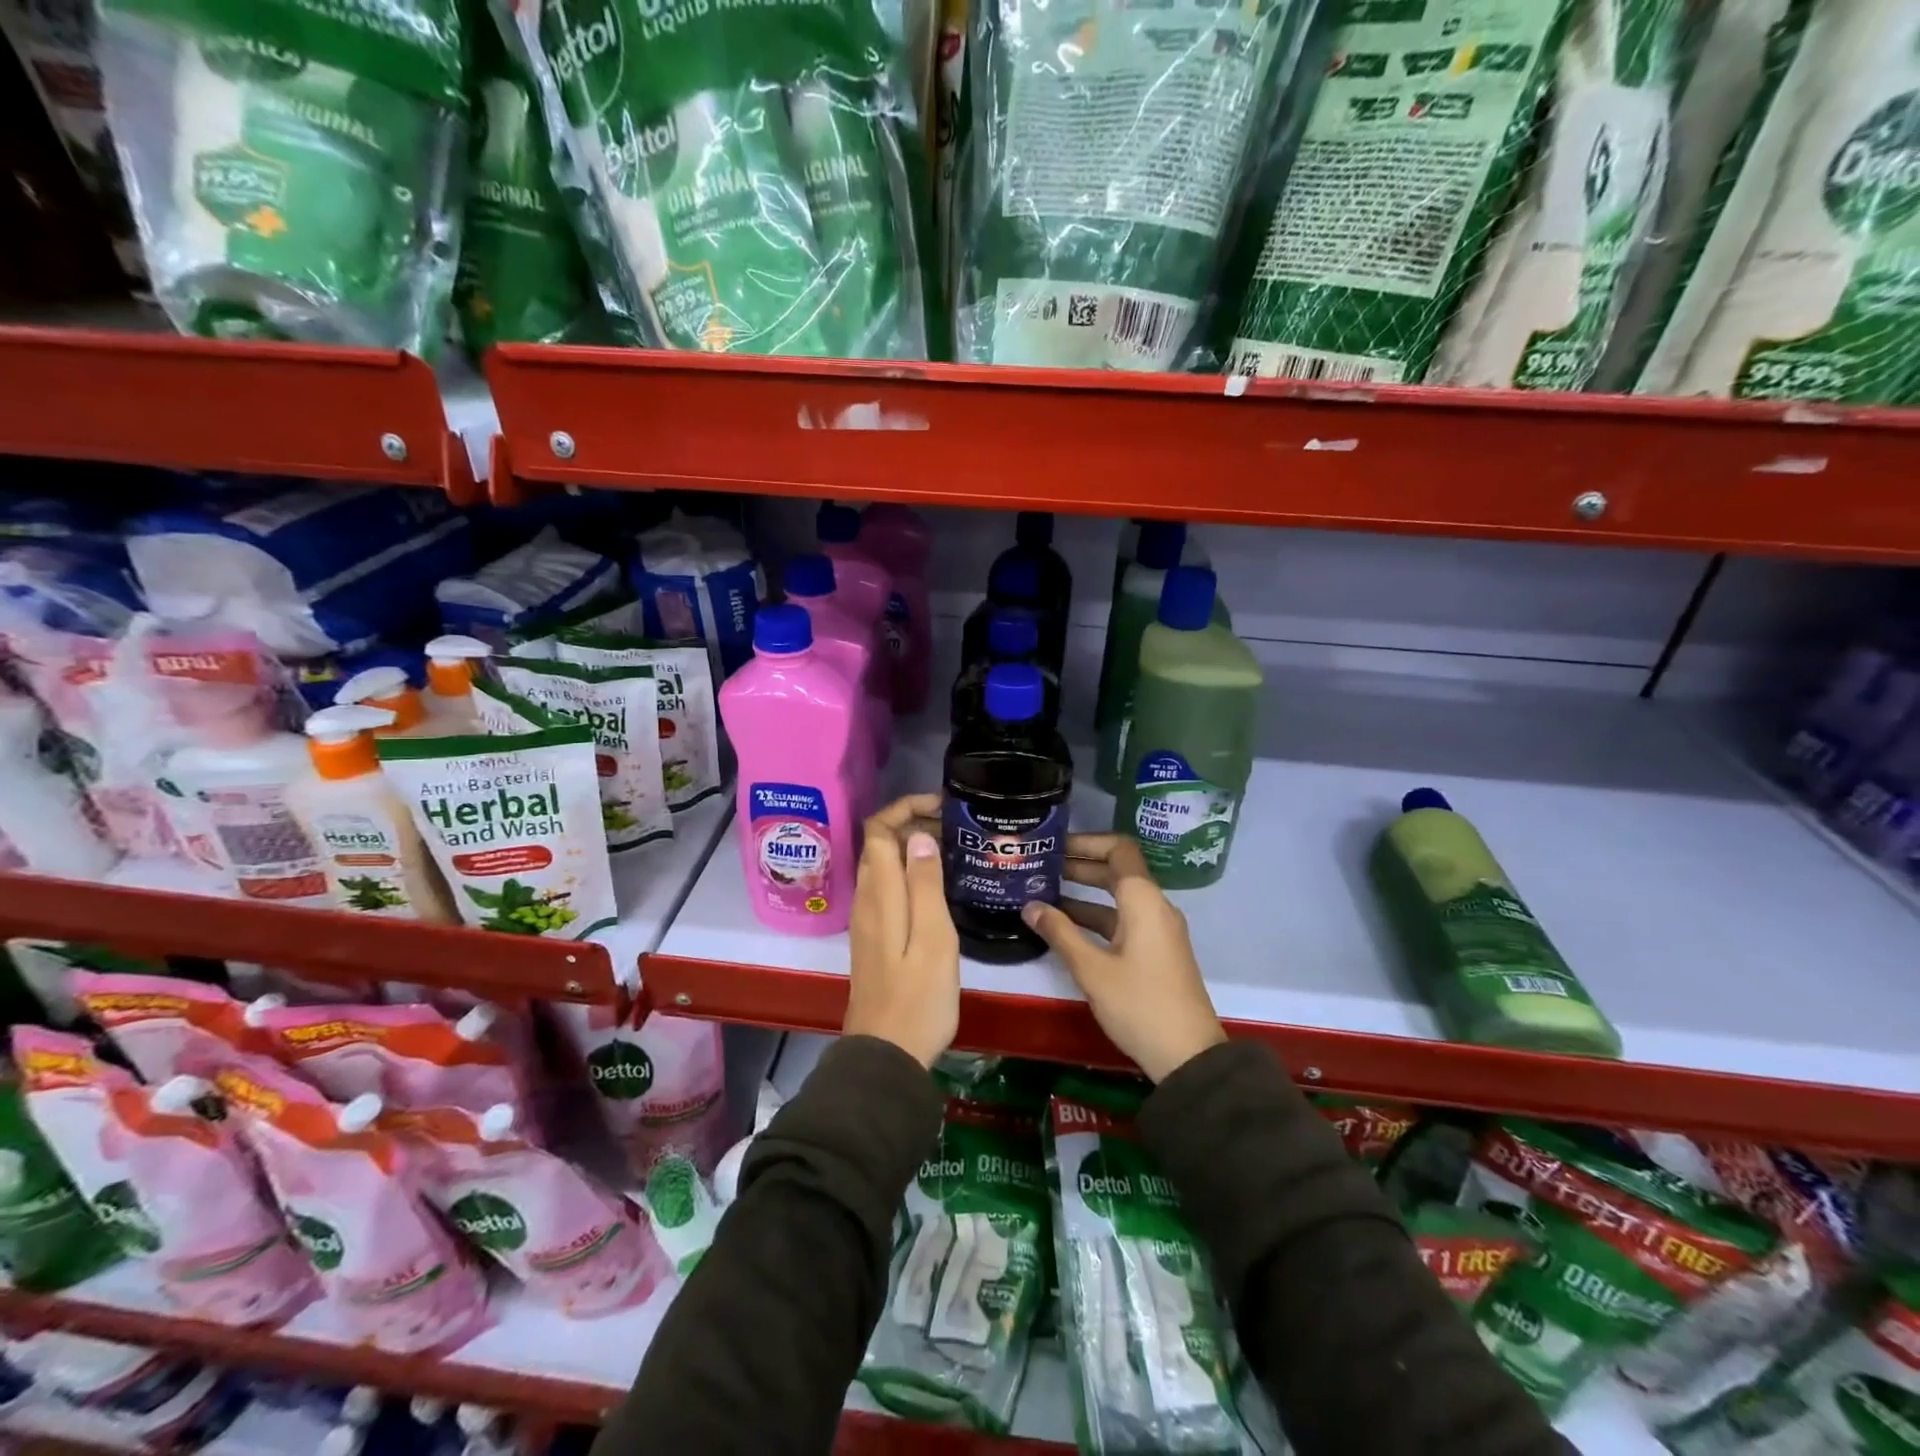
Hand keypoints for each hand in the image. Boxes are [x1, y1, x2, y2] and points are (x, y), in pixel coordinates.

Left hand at [845, 793, 956, 1068]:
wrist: (887, 1056)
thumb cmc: (918, 998)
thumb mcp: (933, 938)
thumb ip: (924, 885)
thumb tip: (917, 836)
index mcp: (880, 894)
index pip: (878, 829)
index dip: (905, 807)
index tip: (942, 807)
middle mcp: (866, 900)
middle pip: (878, 844)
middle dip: (911, 823)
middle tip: (955, 828)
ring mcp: (867, 920)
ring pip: (882, 866)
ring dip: (910, 848)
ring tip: (952, 851)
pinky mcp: (874, 938)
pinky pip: (886, 888)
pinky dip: (908, 873)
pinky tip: (936, 887)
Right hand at [1021, 834, 1225, 1082]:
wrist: (1188, 1056)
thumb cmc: (1139, 1005)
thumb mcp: (1092, 970)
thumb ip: (1060, 933)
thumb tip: (1029, 906)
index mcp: (1144, 901)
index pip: (1119, 849)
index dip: (1087, 842)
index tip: (1055, 846)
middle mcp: (1155, 907)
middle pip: (1117, 871)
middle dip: (1080, 866)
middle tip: (1041, 867)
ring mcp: (1158, 930)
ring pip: (1119, 898)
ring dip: (1085, 893)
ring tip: (1045, 894)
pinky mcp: (1156, 951)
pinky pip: (1124, 920)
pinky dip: (1096, 917)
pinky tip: (1066, 928)